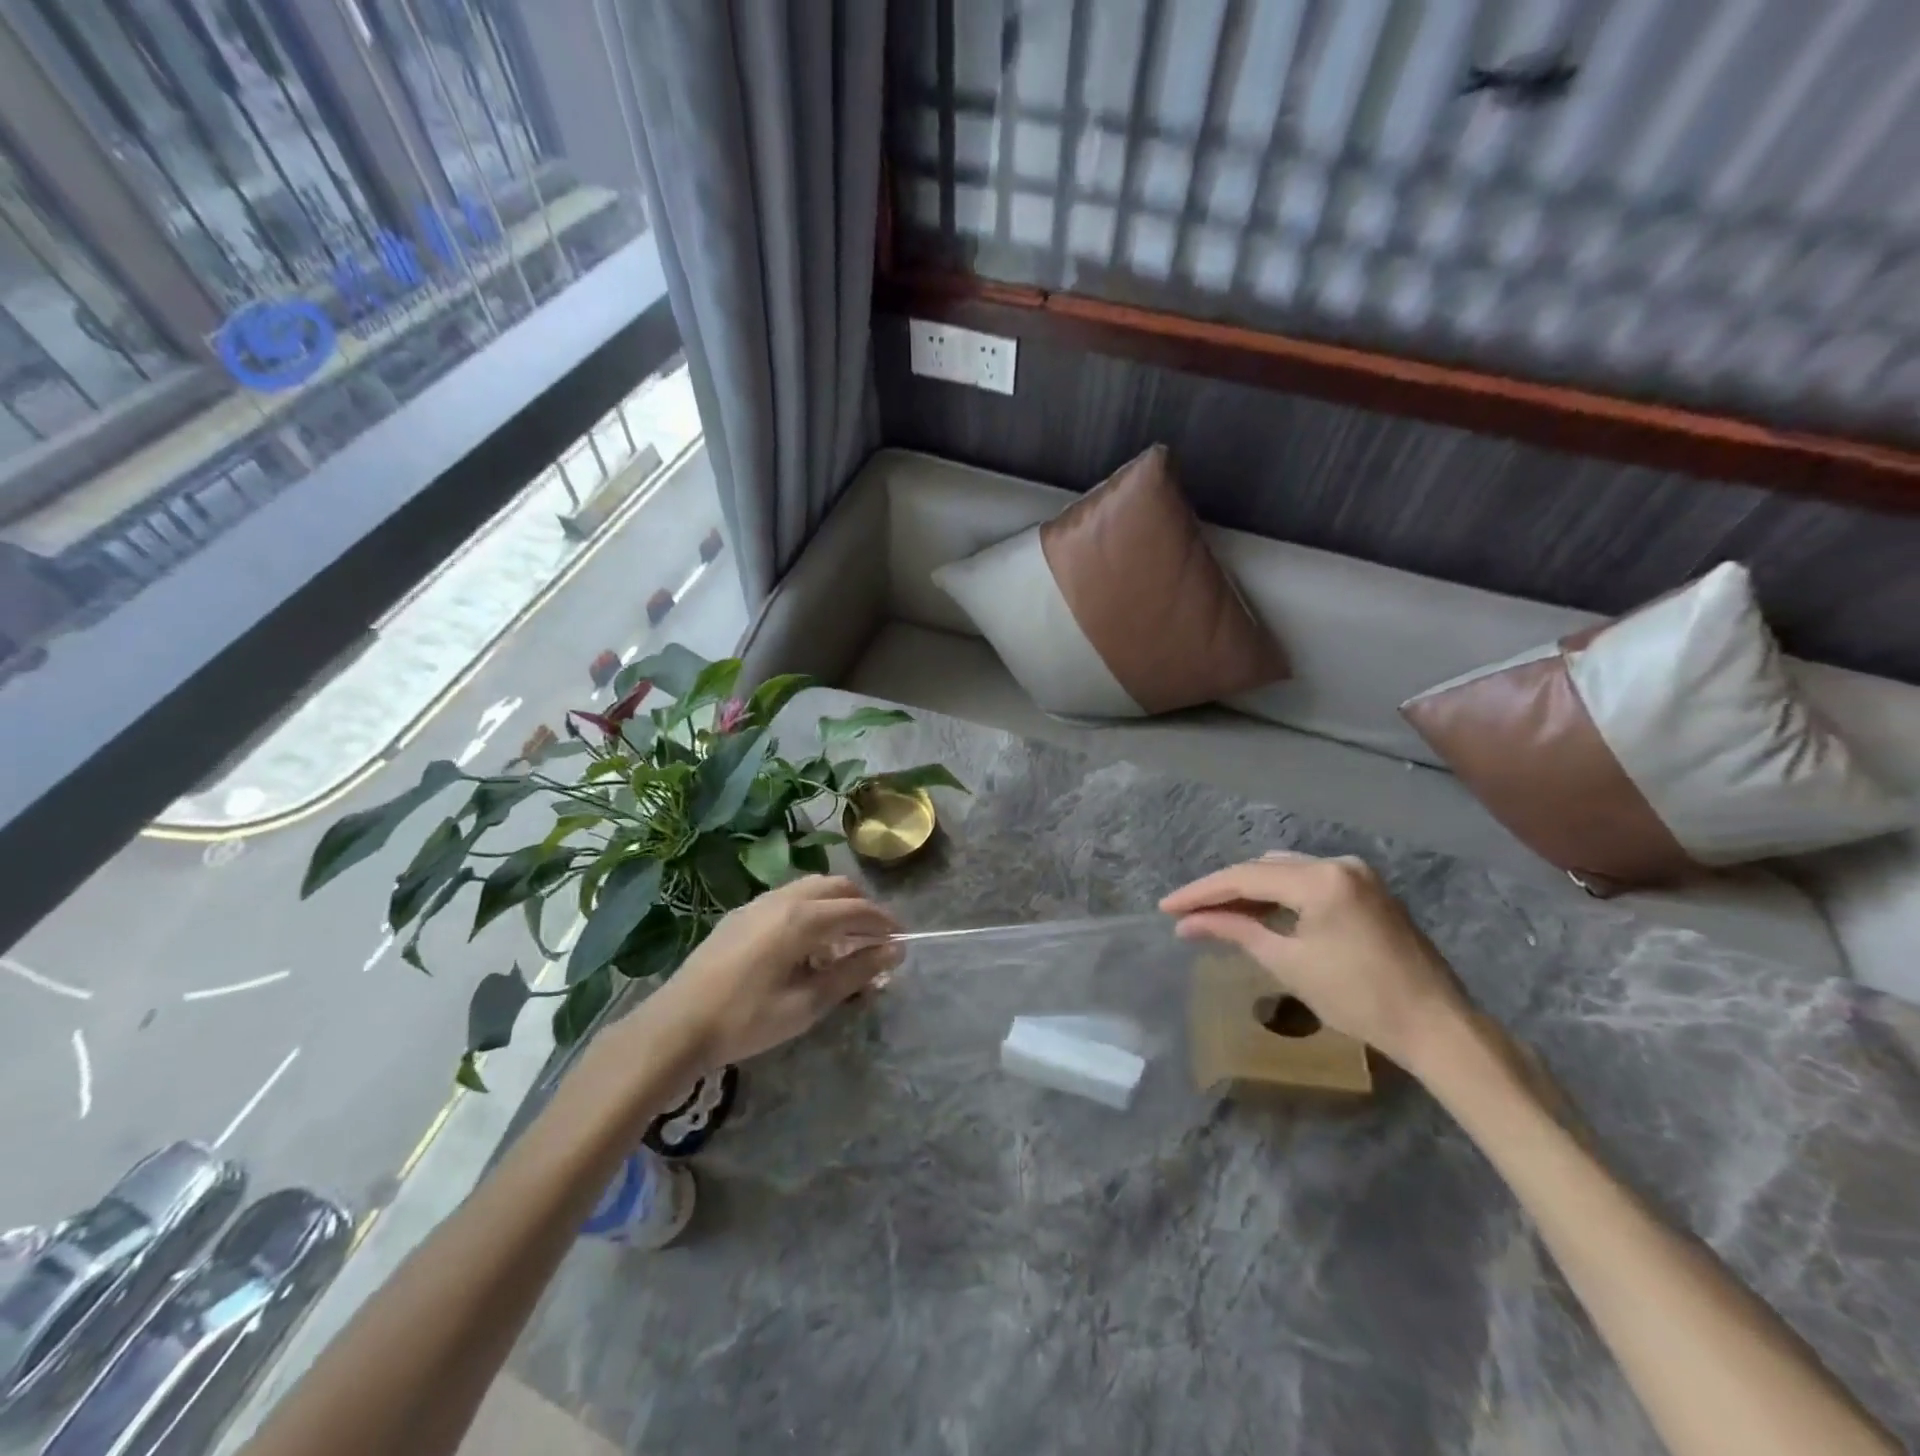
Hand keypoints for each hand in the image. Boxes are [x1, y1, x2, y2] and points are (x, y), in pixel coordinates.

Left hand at [635, 876, 902, 1068]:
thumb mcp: (807, 1004)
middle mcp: (783, 899)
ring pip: (811, 887)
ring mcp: (758, 903)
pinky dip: (811, 909)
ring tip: (844, 940)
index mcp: (802, 918)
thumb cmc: (746, 1020)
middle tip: (876, 938)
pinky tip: (806, 944)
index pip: (858, 910)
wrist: (676, 1025)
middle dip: (863, 907)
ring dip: (836, 905)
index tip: (901, 940)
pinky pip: (789, 898)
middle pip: (837, 887)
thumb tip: (893, 952)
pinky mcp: (741, 914)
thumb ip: (853, 973)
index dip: (885, 923)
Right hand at [1160, 851, 1473, 1073]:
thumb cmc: (1358, 999)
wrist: (1437, 1027)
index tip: (1166, 907)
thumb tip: (1187, 924)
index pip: (1244, 877)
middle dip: (1223, 890)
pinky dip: (1279, 895)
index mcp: (1320, 878)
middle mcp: (1338, 863)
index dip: (1200, 892)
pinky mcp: (1367, 890)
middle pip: (1263, 868)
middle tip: (1187, 913)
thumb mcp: (1288, 962)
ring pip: (1285, 872)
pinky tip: (1258, 912)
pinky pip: (1308, 881)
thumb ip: (1235, 930)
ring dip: (1250, 891)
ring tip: (1215, 914)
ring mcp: (1357, 874)